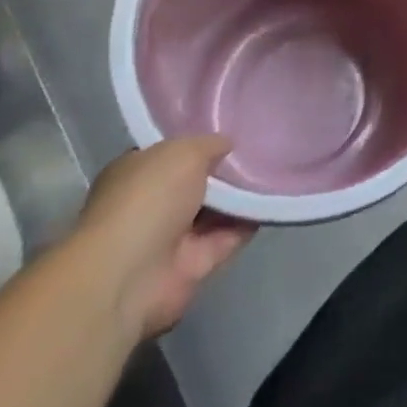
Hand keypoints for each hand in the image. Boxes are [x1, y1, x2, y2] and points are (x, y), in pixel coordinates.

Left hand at [73, 136, 253, 340]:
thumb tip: (227, 145)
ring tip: (275, 167)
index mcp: (135, 174)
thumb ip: (209, 144)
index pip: (169, 153)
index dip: (198, 142)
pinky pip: (229, 236)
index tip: (231, 130)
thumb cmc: (148, 199)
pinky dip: (249, 221)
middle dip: (224, 169)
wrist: (130, 276)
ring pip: (215, 210)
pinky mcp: (193, 266)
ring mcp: (171, 239)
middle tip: (262, 145)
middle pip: (195, 182)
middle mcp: (150, 205)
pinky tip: (273, 198)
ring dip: (241, 195)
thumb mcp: (184, 151)